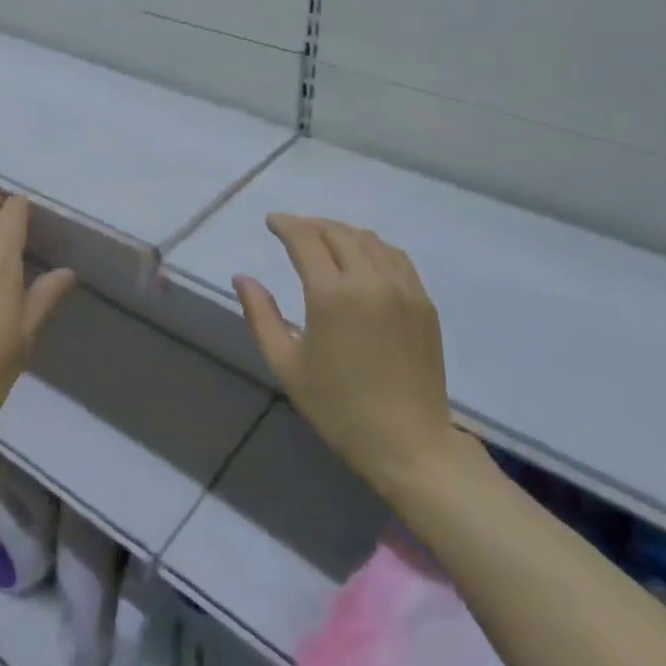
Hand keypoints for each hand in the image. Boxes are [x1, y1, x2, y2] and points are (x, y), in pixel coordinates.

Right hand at [235, 215, 465, 503]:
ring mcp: (402, 288)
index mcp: (331, 294)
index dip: (285, 224)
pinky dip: (372, 247)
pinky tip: (362, 257)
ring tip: (324, 240)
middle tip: (292, 230)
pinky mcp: (423, 301)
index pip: (305, 238)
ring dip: (341, 232)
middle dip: (310, 225)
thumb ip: (260, 315)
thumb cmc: (338, 407)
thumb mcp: (286, 364)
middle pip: (337, 232)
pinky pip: (395, 257)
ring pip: (368, 239)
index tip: (271, 222)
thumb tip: (242, 278)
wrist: (408, 443)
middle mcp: (369, 280)